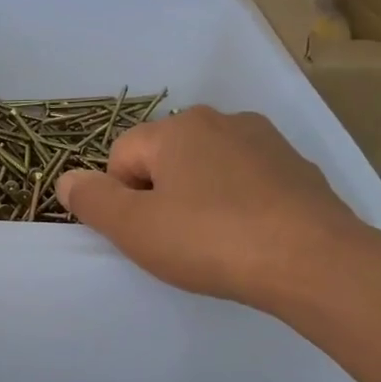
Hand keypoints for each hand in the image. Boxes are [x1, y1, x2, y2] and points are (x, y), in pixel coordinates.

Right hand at [54, 106, 376, 308]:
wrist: (314, 261)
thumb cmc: (210, 241)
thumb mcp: (134, 228)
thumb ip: (91, 200)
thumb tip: (67, 180)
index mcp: (176, 129)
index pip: (121, 157)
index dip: (122, 199)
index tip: (146, 233)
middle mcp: (220, 120)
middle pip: (164, 158)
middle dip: (160, 195)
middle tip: (176, 240)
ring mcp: (264, 140)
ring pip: (207, 168)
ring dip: (198, 198)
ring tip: (215, 241)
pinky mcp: (296, 166)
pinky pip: (246, 181)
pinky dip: (238, 203)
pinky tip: (249, 237)